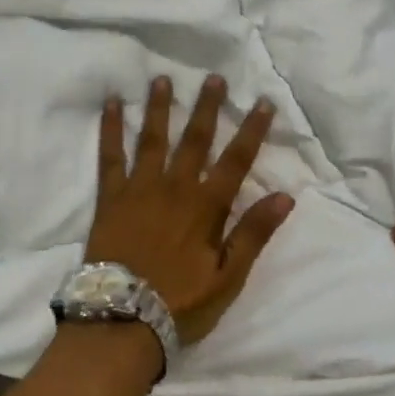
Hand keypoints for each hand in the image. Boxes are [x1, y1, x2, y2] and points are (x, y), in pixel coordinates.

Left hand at [89, 74, 294, 346]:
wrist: (122, 317)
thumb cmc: (180, 302)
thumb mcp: (228, 277)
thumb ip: (253, 234)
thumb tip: (284, 195)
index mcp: (206, 206)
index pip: (236, 160)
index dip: (252, 130)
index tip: (263, 102)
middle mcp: (175, 187)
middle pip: (195, 139)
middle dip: (208, 107)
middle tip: (214, 78)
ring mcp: (140, 187)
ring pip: (154, 138)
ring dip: (161, 107)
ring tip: (163, 78)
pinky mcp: (110, 196)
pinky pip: (111, 155)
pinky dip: (112, 127)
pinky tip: (113, 103)